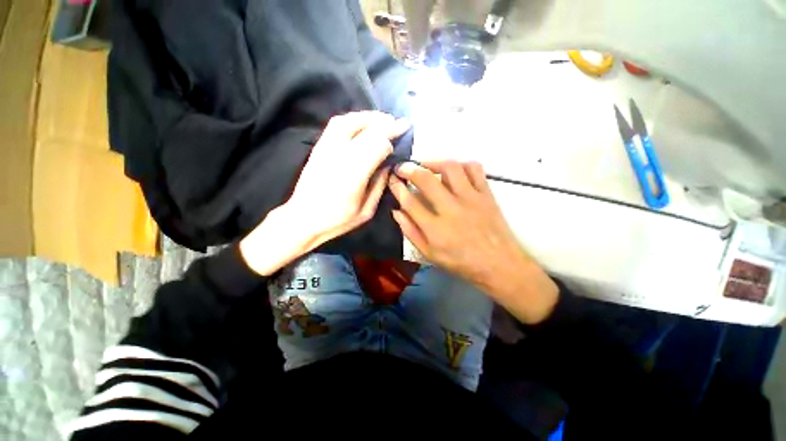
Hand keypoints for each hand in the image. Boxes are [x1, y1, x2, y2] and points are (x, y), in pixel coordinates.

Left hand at [288, 111, 409, 246]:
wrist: (303, 218)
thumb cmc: (337, 220)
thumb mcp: (366, 211)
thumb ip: (379, 186)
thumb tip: (389, 165)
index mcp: (354, 175)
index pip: (378, 145)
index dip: (392, 139)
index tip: (403, 137)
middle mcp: (339, 156)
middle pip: (367, 130)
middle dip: (387, 124)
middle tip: (400, 123)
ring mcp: (326, 149)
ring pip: (350, 121)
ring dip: (369, 117)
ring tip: (383, 119)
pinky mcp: (318, 147)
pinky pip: (336, 124)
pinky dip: (353, 119)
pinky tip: (362, 123)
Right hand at [388, 161, 558, 323]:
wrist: (499, 264)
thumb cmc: (461, 263)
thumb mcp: (430, 255)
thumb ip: (411, 232)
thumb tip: (396, 211)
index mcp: (435, 229)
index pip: (410, 202)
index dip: (397, 188)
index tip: (392, 179)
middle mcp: (452, 209)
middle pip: (426, 180)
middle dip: (409, 169)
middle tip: (403, 167)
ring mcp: (471, 199)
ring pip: (451, 168)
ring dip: (434, 162)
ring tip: (425, 165)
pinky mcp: (486, 194)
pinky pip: (475, 169)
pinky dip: (461, 164)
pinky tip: (453, 169)